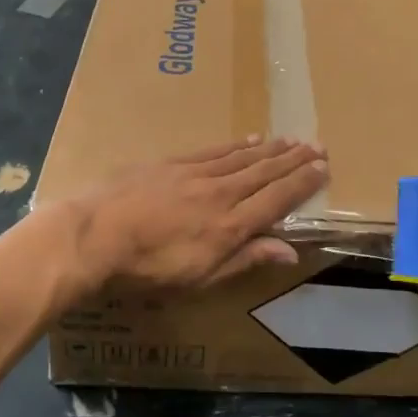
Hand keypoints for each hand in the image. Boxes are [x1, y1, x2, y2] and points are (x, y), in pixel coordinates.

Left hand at [63, 137, 328, 292]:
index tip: (323, 168)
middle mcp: (220, 193)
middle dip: (293, 160)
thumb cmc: (147, 270)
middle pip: (264, 173)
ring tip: (291, 140)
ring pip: (242, 157)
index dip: (303, 183)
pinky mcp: (171, 163)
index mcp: (230, 226)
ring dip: (270, 149)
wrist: (94, 236)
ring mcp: (195, 174)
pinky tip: (248, 139)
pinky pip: (213, 150)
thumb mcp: (200, 278)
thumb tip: (289, 249)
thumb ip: (245, 259)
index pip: (277, 199)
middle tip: (318, 145)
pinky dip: (235, 144)